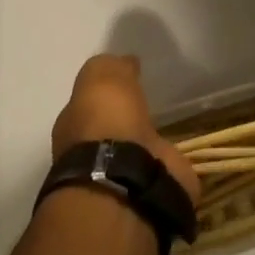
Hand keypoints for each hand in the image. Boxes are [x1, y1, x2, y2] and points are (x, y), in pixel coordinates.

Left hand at [52, 54, 200, 204]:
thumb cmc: (105, 121)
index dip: (106, 91)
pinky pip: (163, 169)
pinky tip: (180, 152)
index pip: (89, 102)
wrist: (126, 180)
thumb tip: (125, 64)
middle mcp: (93, 151)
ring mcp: (122, 174)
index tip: (126, 79)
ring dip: (146, 142)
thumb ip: (111, 67)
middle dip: (126, 119)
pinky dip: (170, 163)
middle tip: (146, 102)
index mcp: (75, 124)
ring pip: (136, 150)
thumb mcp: (101, 76)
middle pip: (113, 128)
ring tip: (165, 127)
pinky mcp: (153, 190)